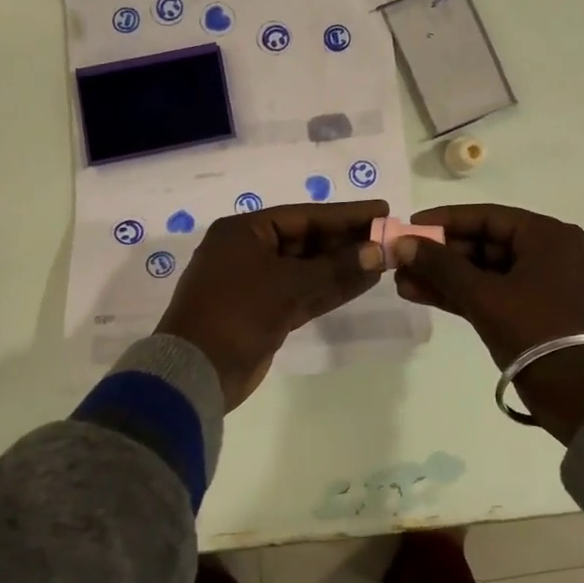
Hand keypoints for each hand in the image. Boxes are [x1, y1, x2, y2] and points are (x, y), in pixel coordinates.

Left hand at [156, 200, 384, 410]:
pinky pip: (303, 292)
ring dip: (342, 266)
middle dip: (346, 241)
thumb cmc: (236, 313)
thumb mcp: (287, 285)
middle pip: (307, 240)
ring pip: (307, 269)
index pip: (305, 216)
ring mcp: (257, 283)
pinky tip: (363, 283)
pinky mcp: (265, 312)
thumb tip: (377, 252)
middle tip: (387, 237)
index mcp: (245, 231)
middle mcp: (249, 251)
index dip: (345, 214)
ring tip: (382, 260)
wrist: (196, 372)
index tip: (381, 210)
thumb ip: (334, 268)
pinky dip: (330, 289)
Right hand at [394, 204, 583, 442]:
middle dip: (441, 254)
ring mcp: (546, 285)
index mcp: (548, 236)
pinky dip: (465, 296)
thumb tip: (403, 243)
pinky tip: (425, 296)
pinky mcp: (539, 314)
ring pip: (488, 272)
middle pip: (486, 243)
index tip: (409, 226)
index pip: (486, 216)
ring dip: (447, 277)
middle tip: (401, 260)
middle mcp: (551, 252)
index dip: (444, 221)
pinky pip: (496, 294)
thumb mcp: (485, 297)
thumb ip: (442, 267)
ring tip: (404, 283)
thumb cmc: (538, 333)